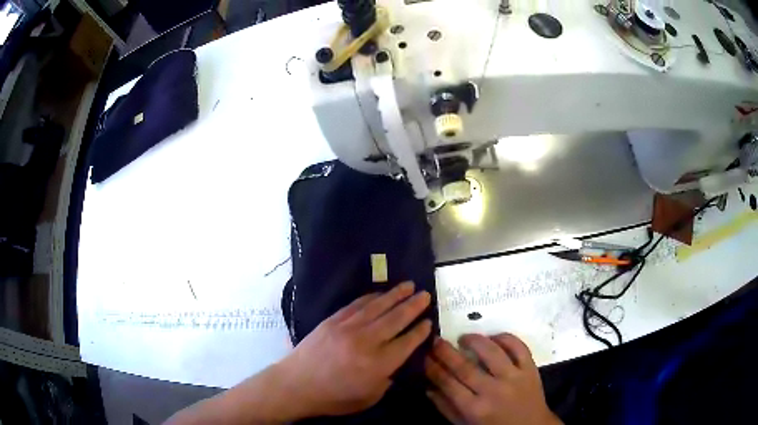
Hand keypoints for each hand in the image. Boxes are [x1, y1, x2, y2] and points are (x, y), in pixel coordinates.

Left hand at [279, 281, 431, 416]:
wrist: (296, 385)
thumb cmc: (333, 397)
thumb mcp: (369, 398)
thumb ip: (386, 378)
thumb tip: (395, 361)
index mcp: (378, 365)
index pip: (407, 342)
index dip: (420, 331)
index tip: (429, 321)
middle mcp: (366, 342)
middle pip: (396, 319)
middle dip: (413, 306)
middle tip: (426, 295)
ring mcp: (348, 328)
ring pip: (377, 307)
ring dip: (395, 295)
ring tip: (409, 285)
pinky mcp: (333, 320)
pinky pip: (356, 305)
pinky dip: (371, 297)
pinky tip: (381, 293)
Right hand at [425, 334, 560, 424]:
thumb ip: (446, 408)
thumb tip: (428, 387)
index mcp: (475, 409)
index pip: (448, 383)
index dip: (433, 368)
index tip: (424, 356)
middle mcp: (493, 391)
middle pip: (465, 367)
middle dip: (446, 352)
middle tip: (436, 340)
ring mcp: (514, 378)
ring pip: (492, 352)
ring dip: (475, 340)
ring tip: (463, 337)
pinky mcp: (530, 368)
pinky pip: (519, 347)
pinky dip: (505, 337)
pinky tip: (493, 337)